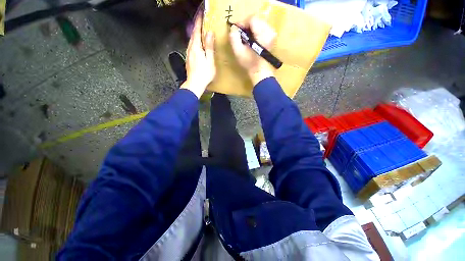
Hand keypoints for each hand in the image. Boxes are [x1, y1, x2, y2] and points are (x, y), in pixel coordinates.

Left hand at [181, 14, 215, 98]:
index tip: (201, 13)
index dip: (199, 21)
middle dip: (196, 26)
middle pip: (193, 34)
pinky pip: (191, 46)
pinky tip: (197, 44)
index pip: (197, 30)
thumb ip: (209, 46)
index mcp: (196, 47)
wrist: (195, 84)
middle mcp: (190, 48)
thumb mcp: (209, 60)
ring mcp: (188, 54)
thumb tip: (209, 33)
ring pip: (191, 40)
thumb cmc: (204, 74)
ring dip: (195, 34)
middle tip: (201, 20)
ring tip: (200, 30)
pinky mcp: (188, 59)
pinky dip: (195, 42)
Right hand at [229, 16, 276, 84]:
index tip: (236, 28)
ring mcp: (272, 34)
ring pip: (260, 23)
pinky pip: (263, 27)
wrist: (261, 72)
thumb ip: (234, 38)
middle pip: (256, 19)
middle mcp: (269, 31)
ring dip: (251, 27)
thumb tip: (233, 28)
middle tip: (240, 32)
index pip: (252, 19)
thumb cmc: (250, 64)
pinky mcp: (272, 37)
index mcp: (262, 35)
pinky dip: (256, 30)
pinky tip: (251, 38)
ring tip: (245, 36)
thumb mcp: (239, 52)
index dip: (242, 22)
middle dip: (246, 24)